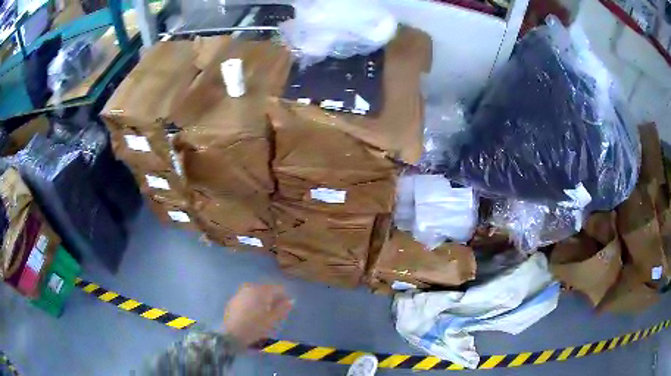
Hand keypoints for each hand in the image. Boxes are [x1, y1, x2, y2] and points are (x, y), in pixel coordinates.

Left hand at [223, 283, 292, 346]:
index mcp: (260, 291)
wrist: (231, 334)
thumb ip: (282, 308)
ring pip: (256, 292)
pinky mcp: (234, 299)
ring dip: (263, 299)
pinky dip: (254, 301)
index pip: (278, 288)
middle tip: (277, 310)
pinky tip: (254, 313)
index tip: (287, 306)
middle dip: (273, 297)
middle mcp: (250, 287)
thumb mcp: (272, 320)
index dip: (285, 296)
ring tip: (266, 312)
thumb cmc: (255, 327)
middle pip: (266, 289)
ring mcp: (240, 292)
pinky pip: (248, 296)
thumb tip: (291, 300)